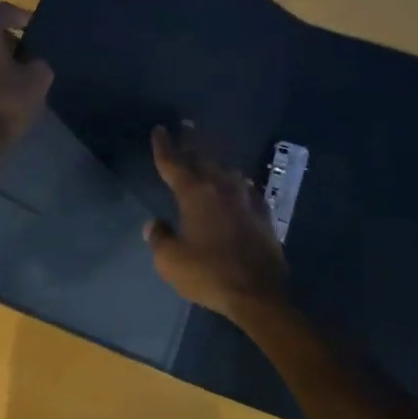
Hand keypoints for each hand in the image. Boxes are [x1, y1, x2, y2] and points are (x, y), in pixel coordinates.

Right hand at [144, 124, 288, 320]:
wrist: (258, 290)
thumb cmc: (209, 274)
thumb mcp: (171, 261)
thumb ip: (160, 238)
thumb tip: (154, 224)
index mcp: (195, 194)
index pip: (174, 163)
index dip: (164, 146)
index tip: (160, 129)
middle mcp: (221, 186)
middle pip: (202, 158)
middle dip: (191, 143)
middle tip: (185, 128)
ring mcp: (245, 197)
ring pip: (226, 169)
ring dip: (214, 161)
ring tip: (208, 157)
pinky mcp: (263, 211)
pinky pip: (245, 187)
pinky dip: (235, 182)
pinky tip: (237, 184)